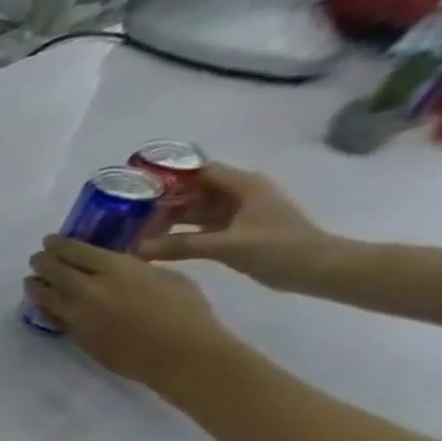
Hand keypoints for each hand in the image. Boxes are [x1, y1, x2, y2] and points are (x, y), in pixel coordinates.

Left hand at [25, 237, 239, 395]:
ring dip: (35, 285)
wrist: (178, 354)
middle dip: (42, 262)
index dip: (59, 244)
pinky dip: (43, 307)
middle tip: (37, 258)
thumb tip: (114, 266)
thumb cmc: (185, 311)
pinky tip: (41, 303)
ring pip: (44, 296)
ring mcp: (77, 315)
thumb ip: (133, 268)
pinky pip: (51, 317)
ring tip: (31, 280)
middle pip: (54, 271)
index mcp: (117, 269)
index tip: (49, 241)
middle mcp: (90, 290)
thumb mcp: (165, 276)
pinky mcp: (74, 335)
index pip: (76, 251)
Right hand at [138, 162, 335, 291]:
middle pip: (192, 192)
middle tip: (125, 216)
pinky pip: (196, 229)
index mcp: (243, 186)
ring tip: (132, 231)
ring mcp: (235, 215)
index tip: (135, 187)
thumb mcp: (226, 245)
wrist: (316, 269)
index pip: (199, 171)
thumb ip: (180, 246)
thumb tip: (135, 250)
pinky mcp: (231, 233)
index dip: (169, 176)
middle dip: (161, 202)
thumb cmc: (279, 248)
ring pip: (192, 211)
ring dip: (166, 220)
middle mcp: (237, 195)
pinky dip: (176, 235)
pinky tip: (153, 245)